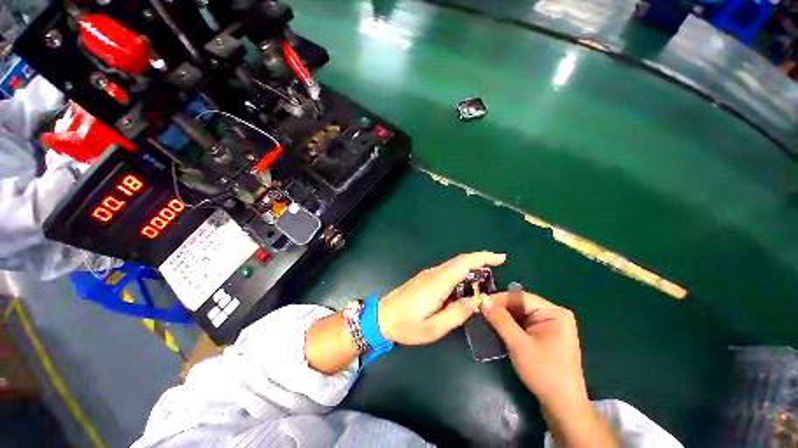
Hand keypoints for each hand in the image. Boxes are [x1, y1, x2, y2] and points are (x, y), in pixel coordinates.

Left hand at [377, 252, 505, 344]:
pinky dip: (461, 271)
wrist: (381, 317)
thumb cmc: (407, 325)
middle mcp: (434, 273)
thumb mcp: (434, 327)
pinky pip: (447, 270)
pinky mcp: (425, 278)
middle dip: (480, 259)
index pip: (463, 263)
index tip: (500, 258)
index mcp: (437, 283)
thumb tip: (477, 300)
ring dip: (471, 266)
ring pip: (454, 264)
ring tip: (487, 276)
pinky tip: (467, 282)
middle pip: (460, 260)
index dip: (482, 257)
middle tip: (499, 265)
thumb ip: (457, 313)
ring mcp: (428, 274)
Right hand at [481, 292, 589, 419]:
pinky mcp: (545, 336)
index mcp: (554, 313)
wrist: (563, 406)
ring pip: (520, 314)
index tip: (480, 302)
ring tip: (485, 318)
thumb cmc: (544, 373)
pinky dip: (510, 325)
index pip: (521, 297)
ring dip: (503, 317)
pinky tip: (497, 328)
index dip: (499, 298)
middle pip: (521, 304)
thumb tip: (482, 300)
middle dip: (500, 308)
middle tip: (480, 311)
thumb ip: (500, 320)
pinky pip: (524, 324)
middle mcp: (553, 315)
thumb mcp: (518, 344)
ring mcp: (550, 326)